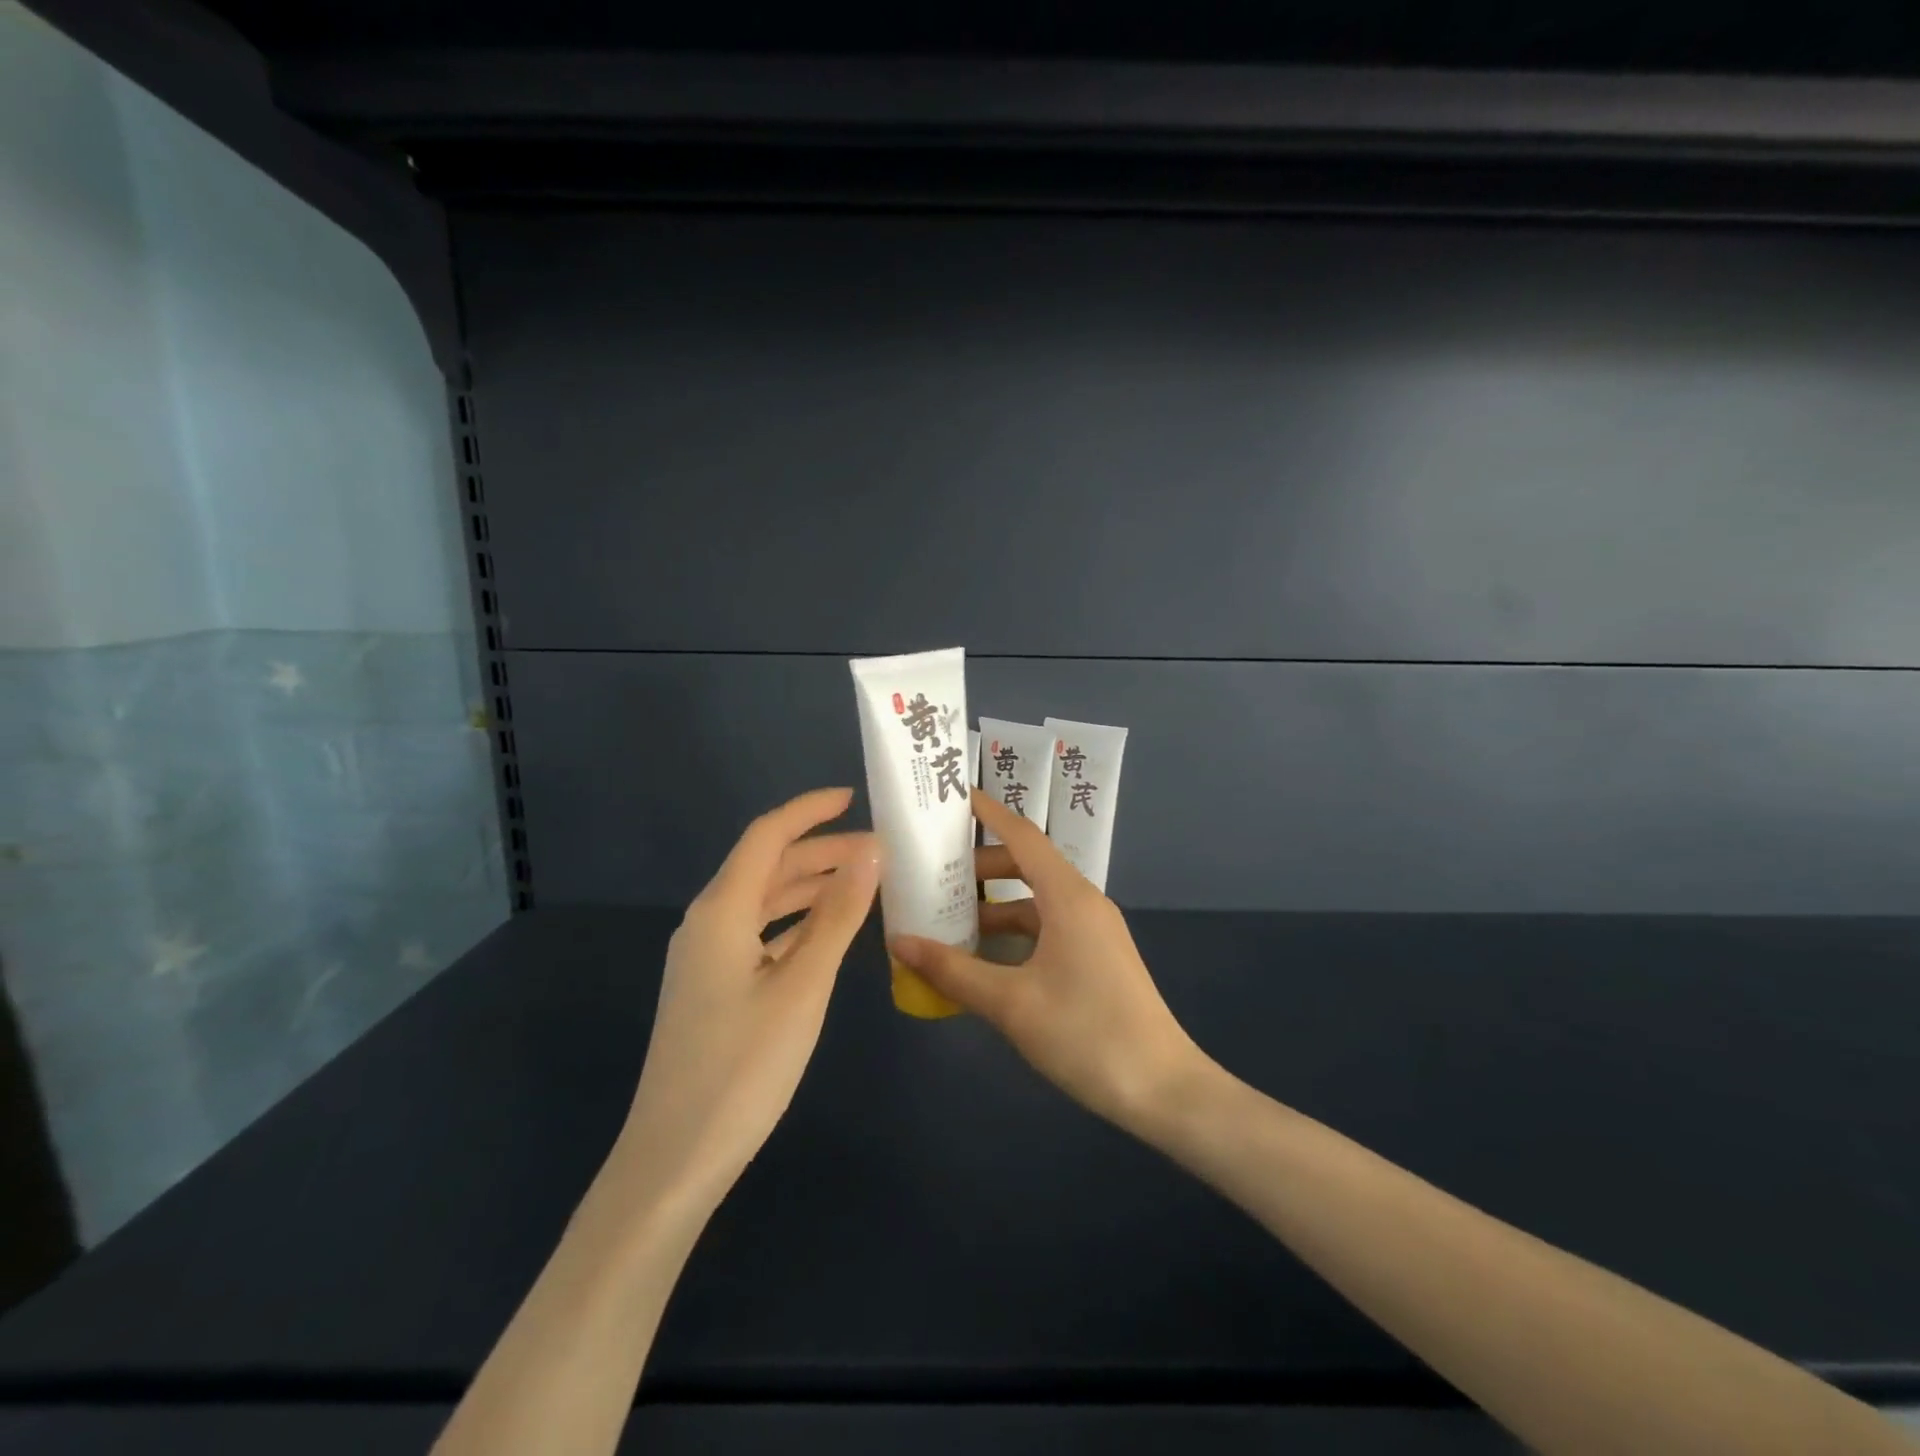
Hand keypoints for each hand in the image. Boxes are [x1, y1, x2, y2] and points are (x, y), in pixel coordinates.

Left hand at [618, 787, 879, 1212]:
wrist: (674, 1160)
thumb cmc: (743, 1068)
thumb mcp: (803, 986)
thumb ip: (837, 915)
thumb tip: (870, 852)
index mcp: (721, 910)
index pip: (767, 835)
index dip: (810, 810)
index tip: (854, 797)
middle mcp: (707, 922)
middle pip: (767, 865)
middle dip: (821, 850)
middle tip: (879, 851)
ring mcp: (705, 956)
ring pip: (764, 900)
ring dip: (810, 886)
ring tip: (863, 884)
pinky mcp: (711, 986)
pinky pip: (759, 933)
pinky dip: (796, 922)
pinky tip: (827, 933)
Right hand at [889, 794, 1206, 1131]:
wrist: (1163, 1091)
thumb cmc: (1086, 1035)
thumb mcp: (1011, 1004)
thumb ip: (953, 970)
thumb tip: (900, 942)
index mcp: (1068, 897)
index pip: (1022, 835)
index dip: (987, 813)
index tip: (951, 798)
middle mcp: (1083, 902)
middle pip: (1026, 865)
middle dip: (980, 866)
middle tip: (933, 873)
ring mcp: (1094, 931)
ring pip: (1035, 901)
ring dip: (994, 906)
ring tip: (947, 919)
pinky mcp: (1096, 957)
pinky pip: (1047, 928)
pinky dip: (1014, 933)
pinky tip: (984, 959)